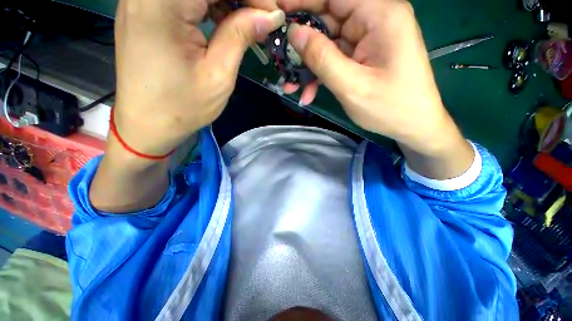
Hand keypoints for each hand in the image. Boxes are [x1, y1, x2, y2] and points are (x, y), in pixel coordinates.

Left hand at [113, 0, 284, 156]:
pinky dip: (208, 3)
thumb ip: (241, 36)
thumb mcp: (219, 75)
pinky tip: (224, 20)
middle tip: (262, 18)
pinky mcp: (144, 9)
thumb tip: (269, 15)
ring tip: (247, 22)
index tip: (273, 13)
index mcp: (161, 5)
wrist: (147, 124)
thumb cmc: (183, 107)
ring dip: (225, 0)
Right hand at [279, 0, 462, 154]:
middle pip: (327, 19)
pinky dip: (320, 75)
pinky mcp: (363, 56)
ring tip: (290, 85)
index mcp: (379, 15)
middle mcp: (374, 19)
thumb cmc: (389, 108)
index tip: (276, 12)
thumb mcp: (351, 86)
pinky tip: (308, 92)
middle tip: (280, 61)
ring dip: (308, 66)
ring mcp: (368, 39)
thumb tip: (294, 33)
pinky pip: (335, 59)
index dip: (302, 2)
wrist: (413, 125)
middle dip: (301, 43)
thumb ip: (322, 58)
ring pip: (327, 43)